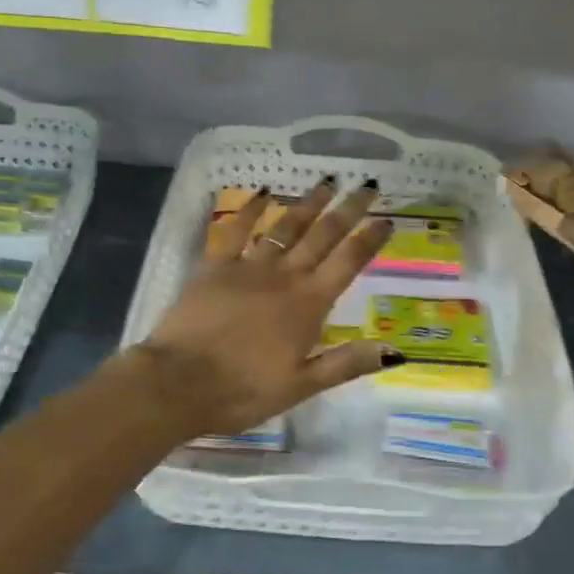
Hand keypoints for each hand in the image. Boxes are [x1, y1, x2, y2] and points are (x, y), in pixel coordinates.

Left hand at [136, 178, 397, 438]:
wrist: (178, 382)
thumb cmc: (243, 390)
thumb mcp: (301, 386)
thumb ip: (346, 363)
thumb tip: (394, 350)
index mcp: (308, 305)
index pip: (347, 263)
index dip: (369, 239)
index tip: (387, 218)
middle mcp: (284, 277)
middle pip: (322, 236)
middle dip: (348, 210)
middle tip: (367, 185)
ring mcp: (248, 266)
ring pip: (285, 226)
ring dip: (308, 203)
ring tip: (327, 182)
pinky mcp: (216, 266)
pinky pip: (236, 230)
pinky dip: (250, 210)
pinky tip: (262, 192)